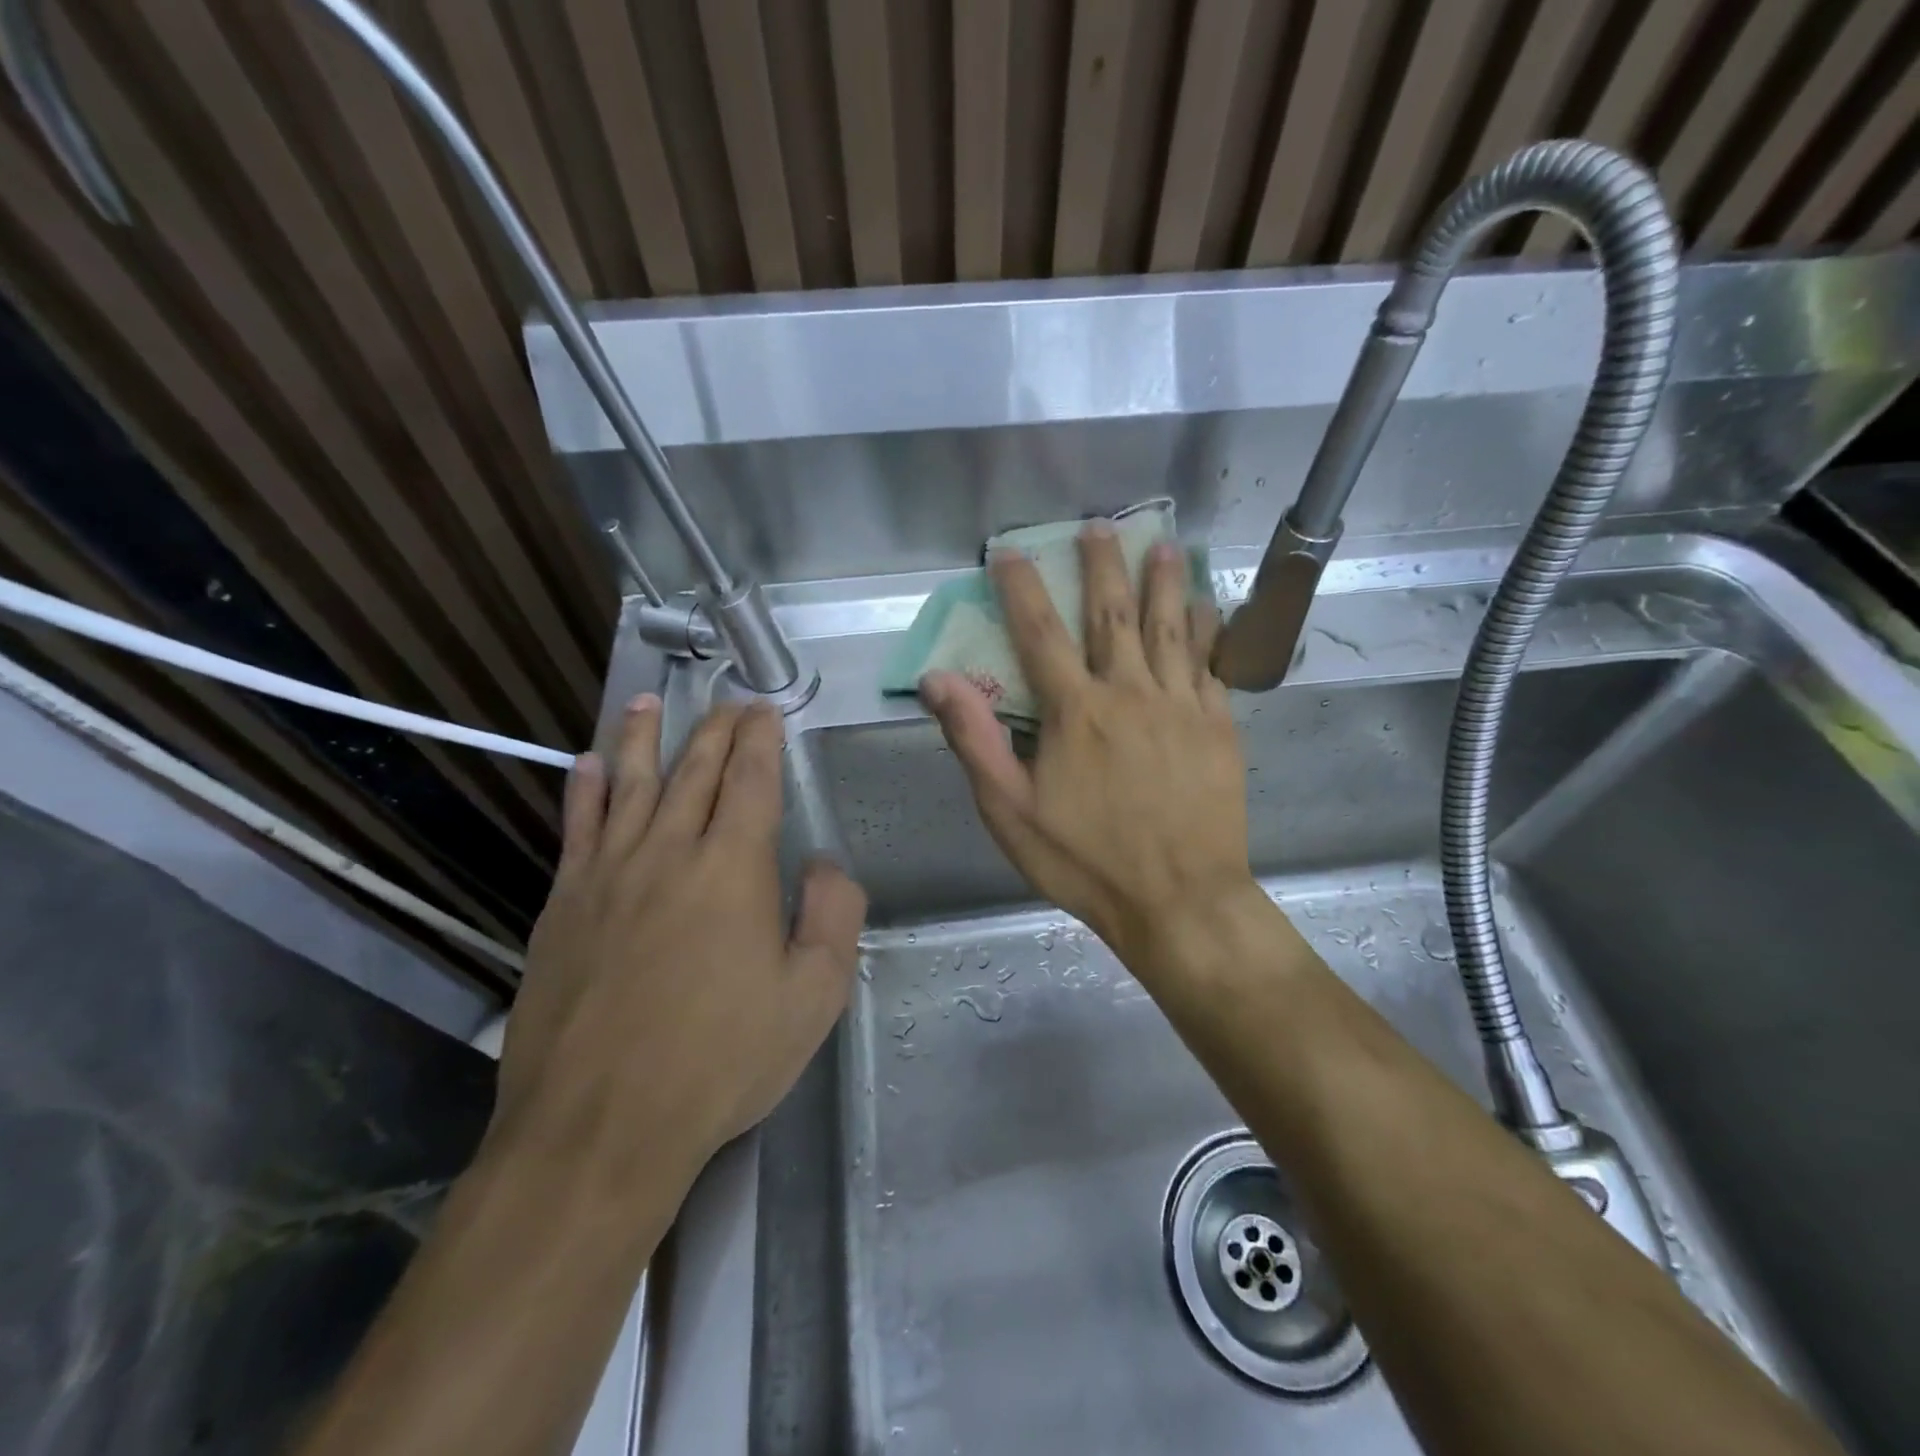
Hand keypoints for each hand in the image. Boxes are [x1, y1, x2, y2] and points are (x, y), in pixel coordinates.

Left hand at [494, 698, 866, 1192]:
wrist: (601, 1126)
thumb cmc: (722, 1060)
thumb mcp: (814, 997)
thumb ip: (834, 916)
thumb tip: (823, 864)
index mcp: (734, 867)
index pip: (751, 779)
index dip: (760, 739)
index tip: (765, 710)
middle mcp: (669, 852)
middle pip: (695, 770)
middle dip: (715, 729)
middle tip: (727, 703)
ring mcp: (609, 875)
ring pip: (632, 784)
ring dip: (644, 738)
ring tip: (649, 702)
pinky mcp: (564, 905)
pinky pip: (577, 829)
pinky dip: (586, 791)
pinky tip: (589, 765)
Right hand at [921, 522, 1259, 977]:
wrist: (1180, 900)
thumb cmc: (1085, 861)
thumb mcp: (1010, 812)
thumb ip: (975, 740)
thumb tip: (938, 679)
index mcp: (1074, 712)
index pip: (1039, 633)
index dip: (1021, 588)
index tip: (1010, 550)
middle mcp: (1129, 692)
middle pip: (1112, 614)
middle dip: (1102, 565)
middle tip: (1100, 526)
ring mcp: (1180, 706)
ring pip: (1169, 628)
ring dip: (1162, 582)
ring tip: (1161, 545)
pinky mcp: (1217, 726)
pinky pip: (1210, 663)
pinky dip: (1206, 630)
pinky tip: (1206, 607)